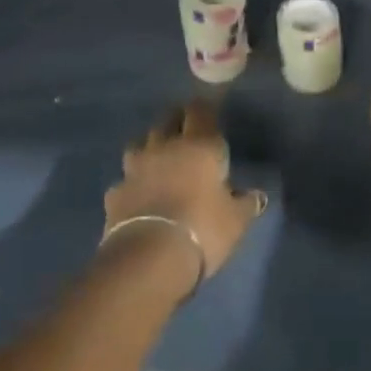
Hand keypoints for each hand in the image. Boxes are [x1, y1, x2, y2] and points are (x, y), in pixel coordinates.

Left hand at [106, 99, 267, 281]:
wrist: (148, 260)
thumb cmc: (202, 230)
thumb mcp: (235, 221)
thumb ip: (245, 204)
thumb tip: (256, 196)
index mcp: (199, 145)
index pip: (200, 111)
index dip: (204, 110)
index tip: (208, 114)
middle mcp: (165, 147)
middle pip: (167, 120)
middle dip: (176, 122)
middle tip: (185, 133)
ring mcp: (135, 169)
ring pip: (140, 144)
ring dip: (149, 148)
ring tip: (158, 161)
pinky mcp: (115, 194)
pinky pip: (125, 180)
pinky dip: (132, 185)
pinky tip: (138, 197)